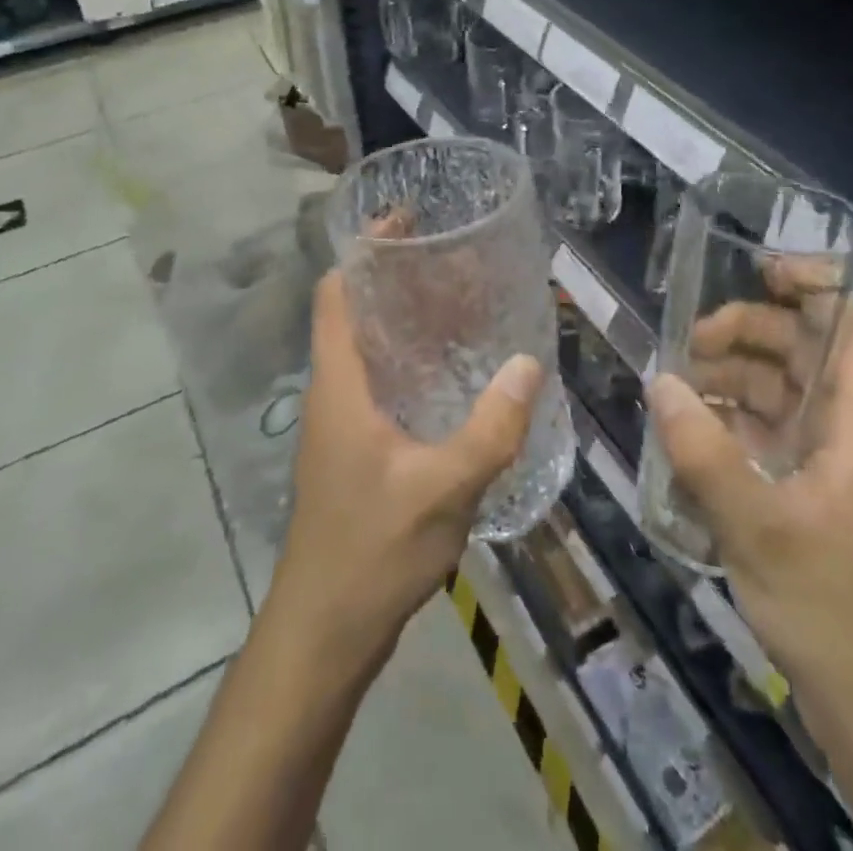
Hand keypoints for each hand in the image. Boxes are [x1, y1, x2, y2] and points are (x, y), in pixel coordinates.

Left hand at [272, 268, 543, 665]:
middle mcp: (333, 390)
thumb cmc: (373, 550)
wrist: (324, 631)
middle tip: (452, 257)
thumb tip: (528, 363)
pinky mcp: (354, 447)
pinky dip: (410, 360)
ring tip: (460, 300)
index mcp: (339, 383)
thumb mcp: (444, 488)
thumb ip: (491, 427)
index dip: (363, 250)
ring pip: (368, 348)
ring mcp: (341, 421)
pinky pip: (380, 382)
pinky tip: (454, 371)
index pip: (336, 293)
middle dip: (395, 278)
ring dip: (404, 319)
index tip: (406, 221)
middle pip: (354, 312)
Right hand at [646, 267, 852, 716]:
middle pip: (801, 349)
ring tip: (678, 377)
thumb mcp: (758, 527)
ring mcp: (815, 456)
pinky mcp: (793, 483)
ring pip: (775, 385)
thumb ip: (705, 453)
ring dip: (730, 370)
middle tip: (692, 340)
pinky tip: (685, 419)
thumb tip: (659, 383)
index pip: (851, 330)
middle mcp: (838, 428)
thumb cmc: (826, 603)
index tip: (763, 268)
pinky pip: (757, 424)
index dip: (818, 287)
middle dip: (750, 330)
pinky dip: (723, 410)